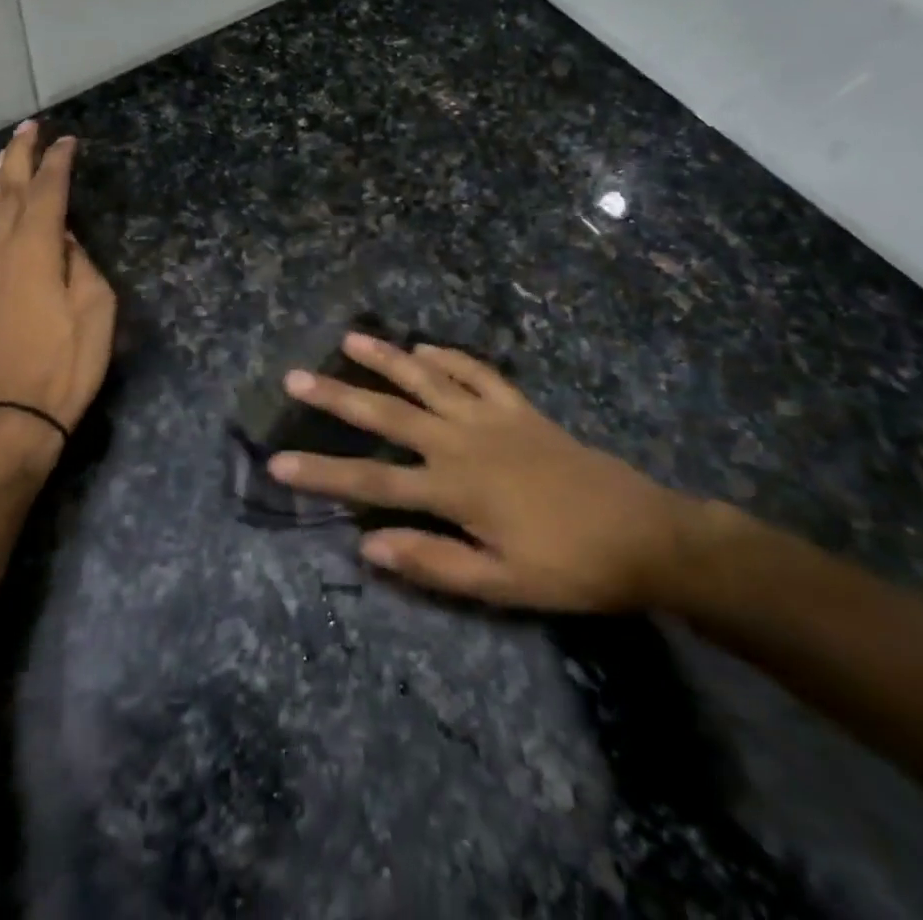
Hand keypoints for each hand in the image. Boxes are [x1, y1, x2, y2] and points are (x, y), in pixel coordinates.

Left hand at [0, 121, 116, 483]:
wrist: (8, 418)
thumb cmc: (64, 366)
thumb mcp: (96, 312)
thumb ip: (81, 265)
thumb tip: (64, 240)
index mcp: (36, 250)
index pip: (48, 192)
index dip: (58, 163)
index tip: (68, 141)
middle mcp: (0, 251)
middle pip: (8, 192)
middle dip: (20, 156)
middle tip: (31, 128)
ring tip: (4, 157)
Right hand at [267, 333, 711, 611]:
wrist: (644, 534)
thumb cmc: (569, 567)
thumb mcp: (502, 584)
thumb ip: (434, 563)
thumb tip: (368, 546)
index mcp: (454, 488)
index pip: (373, 480)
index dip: (323, 472)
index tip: (278, 462)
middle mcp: (461, 442)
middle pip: (388, 415)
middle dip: (338, 397)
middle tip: (295, 377)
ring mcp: (491, 417)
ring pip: (428, 378)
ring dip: (386, 358)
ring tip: (349, 338)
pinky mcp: (519, 407)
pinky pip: (478, 372)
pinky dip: (451, 357)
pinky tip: (427, 346)